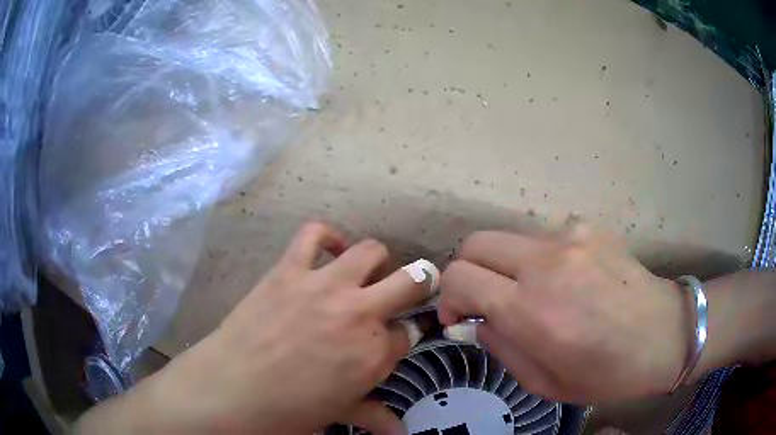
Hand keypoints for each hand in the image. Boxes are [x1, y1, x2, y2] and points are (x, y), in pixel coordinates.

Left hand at [76, 222, 435, 433]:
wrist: (229, 390)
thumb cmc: (286, 411)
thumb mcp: (337, 414)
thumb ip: (374, 417)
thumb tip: (401, 431)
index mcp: (373, 355)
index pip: (409, 333)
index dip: (403, 335)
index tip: (394, 338)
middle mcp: (359, 314)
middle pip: (411, 281)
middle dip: (419, 283)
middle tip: (410, 287)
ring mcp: (324, 286)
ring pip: (372, 251)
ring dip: (378, 260)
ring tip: (367, 271)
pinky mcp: (289, 269)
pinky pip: (315, 233)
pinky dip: (328, 236)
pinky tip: (330, 248)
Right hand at [438, 226, 686, 402]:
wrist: (664, 335)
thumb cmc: (606, 373)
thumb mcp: (544, 383)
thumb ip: (500, 348)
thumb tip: (475, 320)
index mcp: (532, 311)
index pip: (459, 277)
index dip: (447, 296)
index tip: (459, 316)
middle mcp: (546, 264)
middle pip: (475, 243)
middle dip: (467, 271)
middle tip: (484, 299)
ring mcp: (570, 238)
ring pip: (508, 238)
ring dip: (505, 266)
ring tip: (531, 293)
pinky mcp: (589, 227)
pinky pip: (543, 238)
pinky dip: (539, 259)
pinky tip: (566, 280)